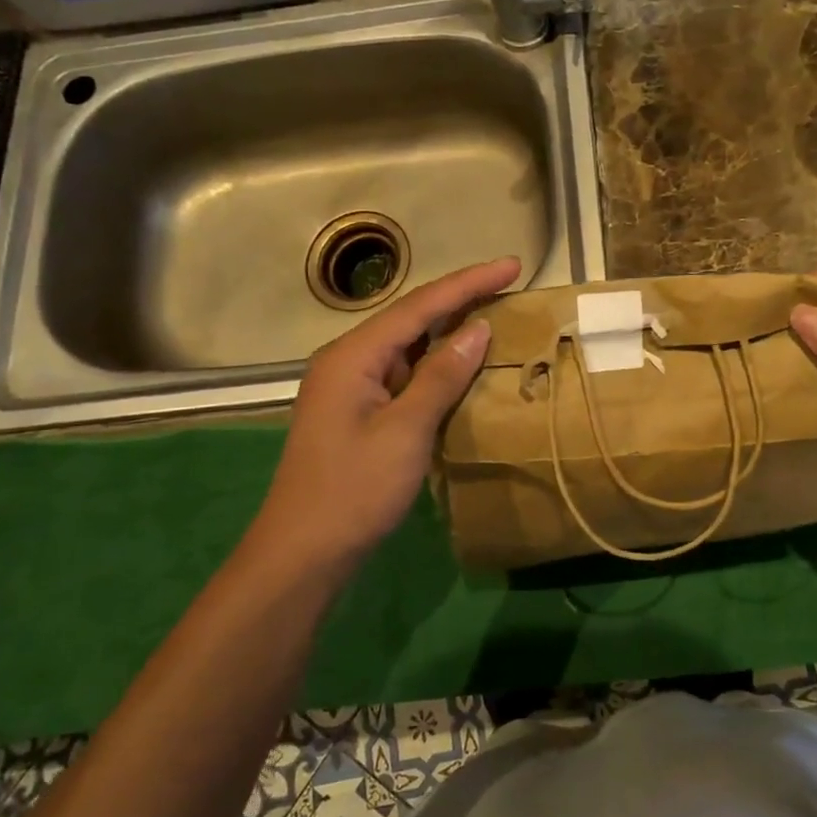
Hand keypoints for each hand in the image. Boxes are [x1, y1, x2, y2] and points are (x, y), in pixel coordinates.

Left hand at [252, 257, 521, 573]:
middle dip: (460, 299)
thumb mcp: (405, 431)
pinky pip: (404, 373)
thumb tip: (478, 329)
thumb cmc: (354, 490)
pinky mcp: (358, 411)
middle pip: (411, 317)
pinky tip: (462, 365)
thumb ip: (441, 375)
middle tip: (509, 284)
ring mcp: (351, 387)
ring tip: (495, 314)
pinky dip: (436, 365)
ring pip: (408, 345)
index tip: (512, 265)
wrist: (304, 551)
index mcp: (352, 355)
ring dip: (449, 331)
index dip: (469, 283)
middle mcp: (348, 360)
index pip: (419, 305)